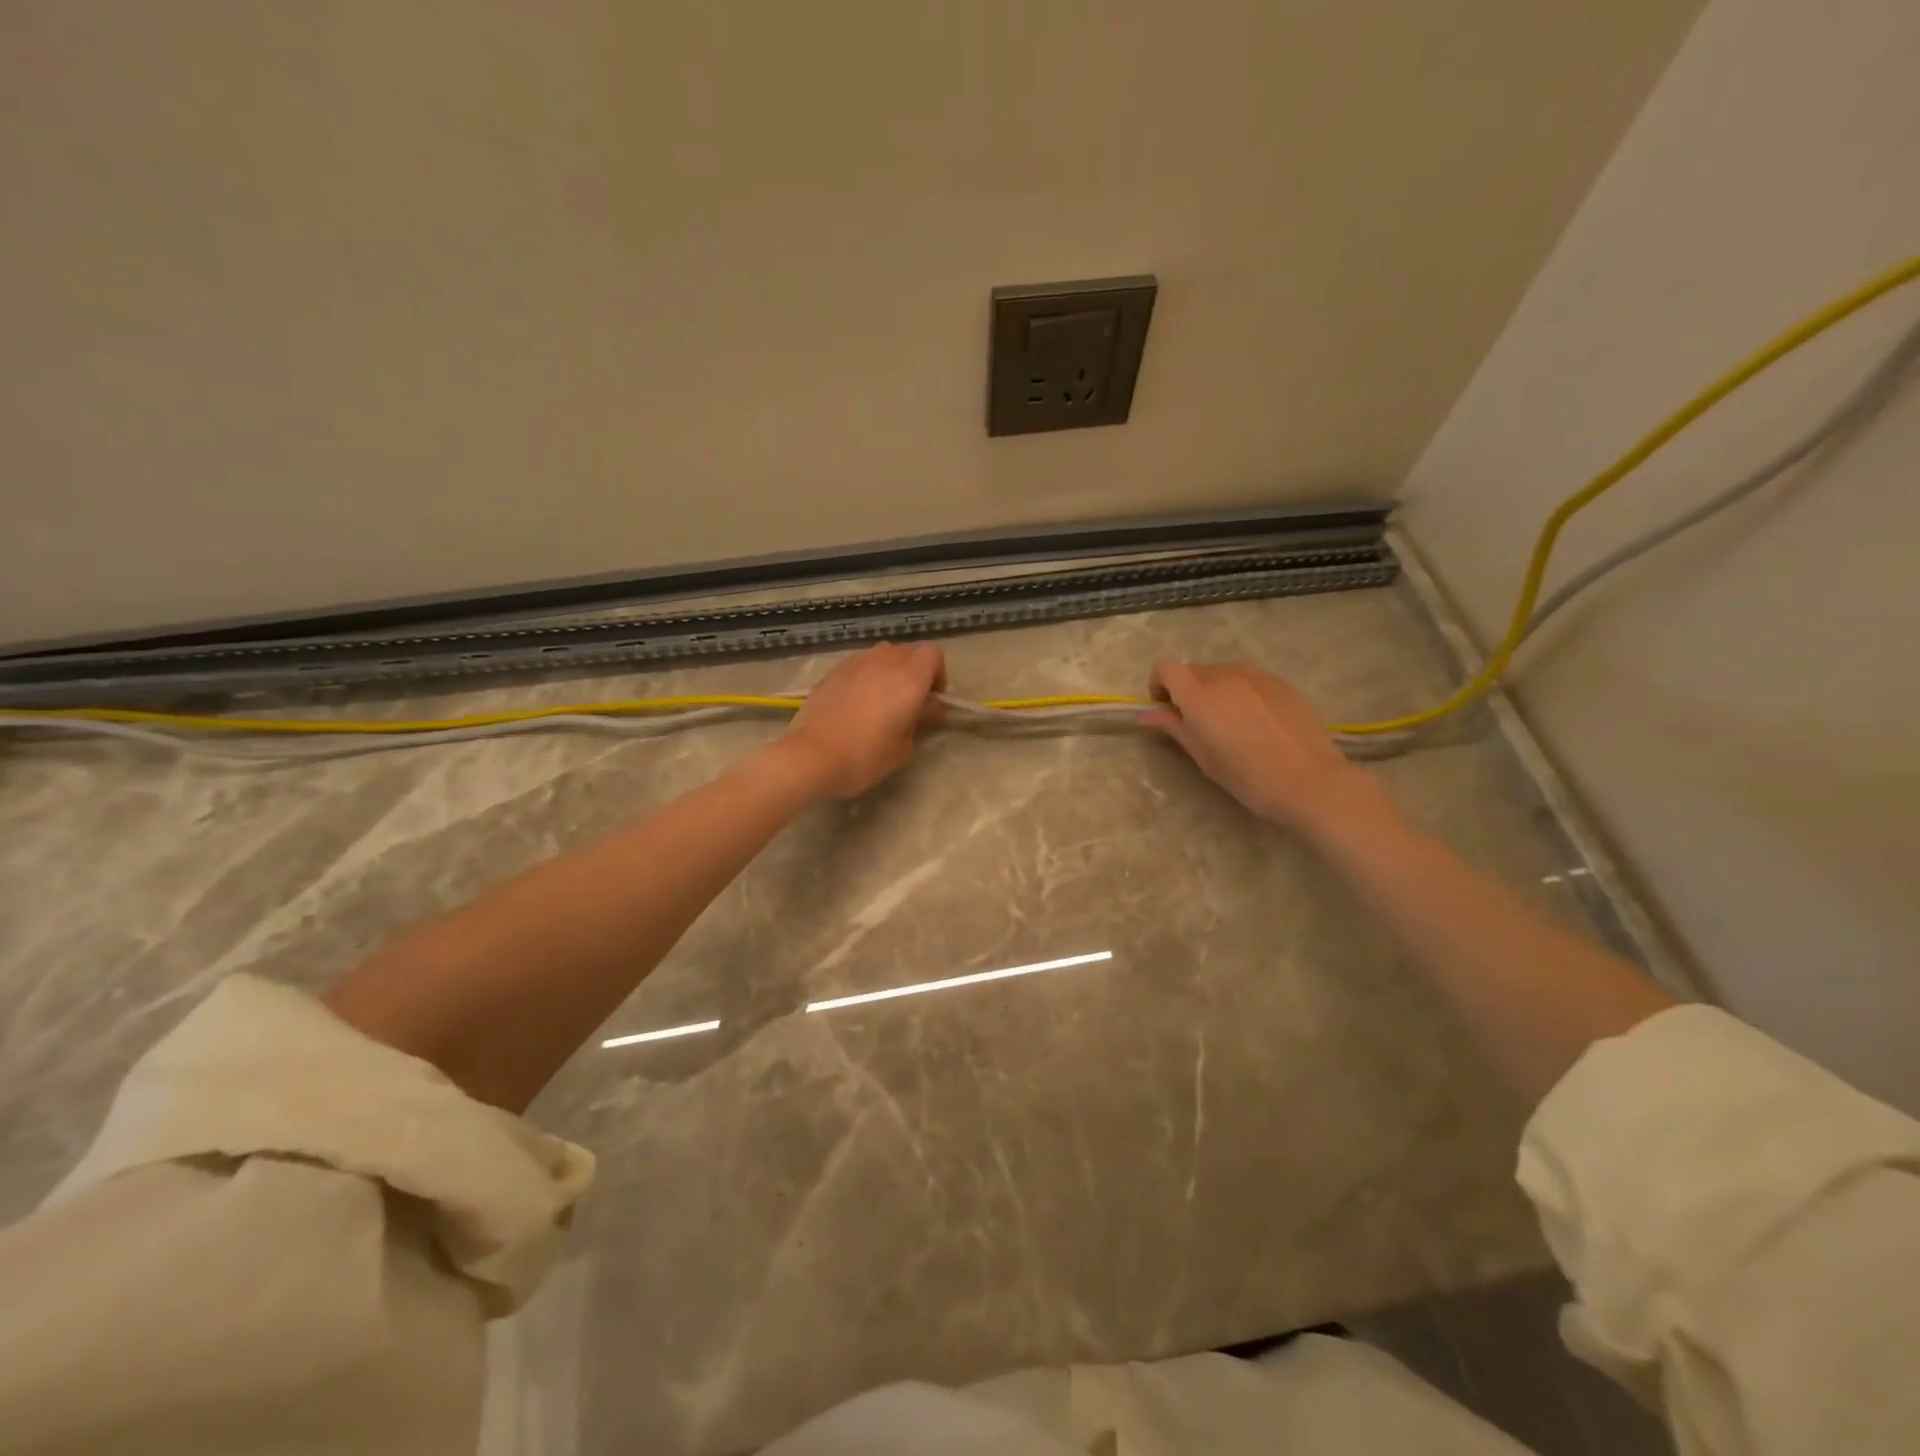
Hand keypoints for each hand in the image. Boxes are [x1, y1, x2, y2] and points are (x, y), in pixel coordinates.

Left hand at [778, 642, 946, 798]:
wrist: (812, 756)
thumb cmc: (865, 756)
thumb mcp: (903, 746)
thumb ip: (921, 719)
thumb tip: (929, 707)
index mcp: (909, 679)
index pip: (933, 654)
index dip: (937, 673)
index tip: (931, 698)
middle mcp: (885, 662)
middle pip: (909, 651)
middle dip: (915, 671)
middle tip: (909, 700)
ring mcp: (857, 662)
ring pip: (883, 653)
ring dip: (890, 669)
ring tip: (882, 696)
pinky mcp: (834, 669)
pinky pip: (861, 662)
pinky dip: (867, 673)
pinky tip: (857, 699)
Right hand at [1141, 660, 1383, 834]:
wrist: (1311, 782)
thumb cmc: (1249, 778)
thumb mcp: (1204, 758)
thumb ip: (1175, 728)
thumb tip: (1147, 715)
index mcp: (1200, 696)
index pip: (1166, 668)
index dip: (1159, 683)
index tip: (1165, 707)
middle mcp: (1225, 677)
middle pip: (1194, 669)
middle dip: (1186, 689)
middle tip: (1196, 721)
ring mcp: (1257, 677)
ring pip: (1222, 672)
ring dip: (1214, 689)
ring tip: (1228, 721)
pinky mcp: (1281, 683)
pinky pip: (1249, 679)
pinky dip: (1240, 691)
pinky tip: (1256, 721)